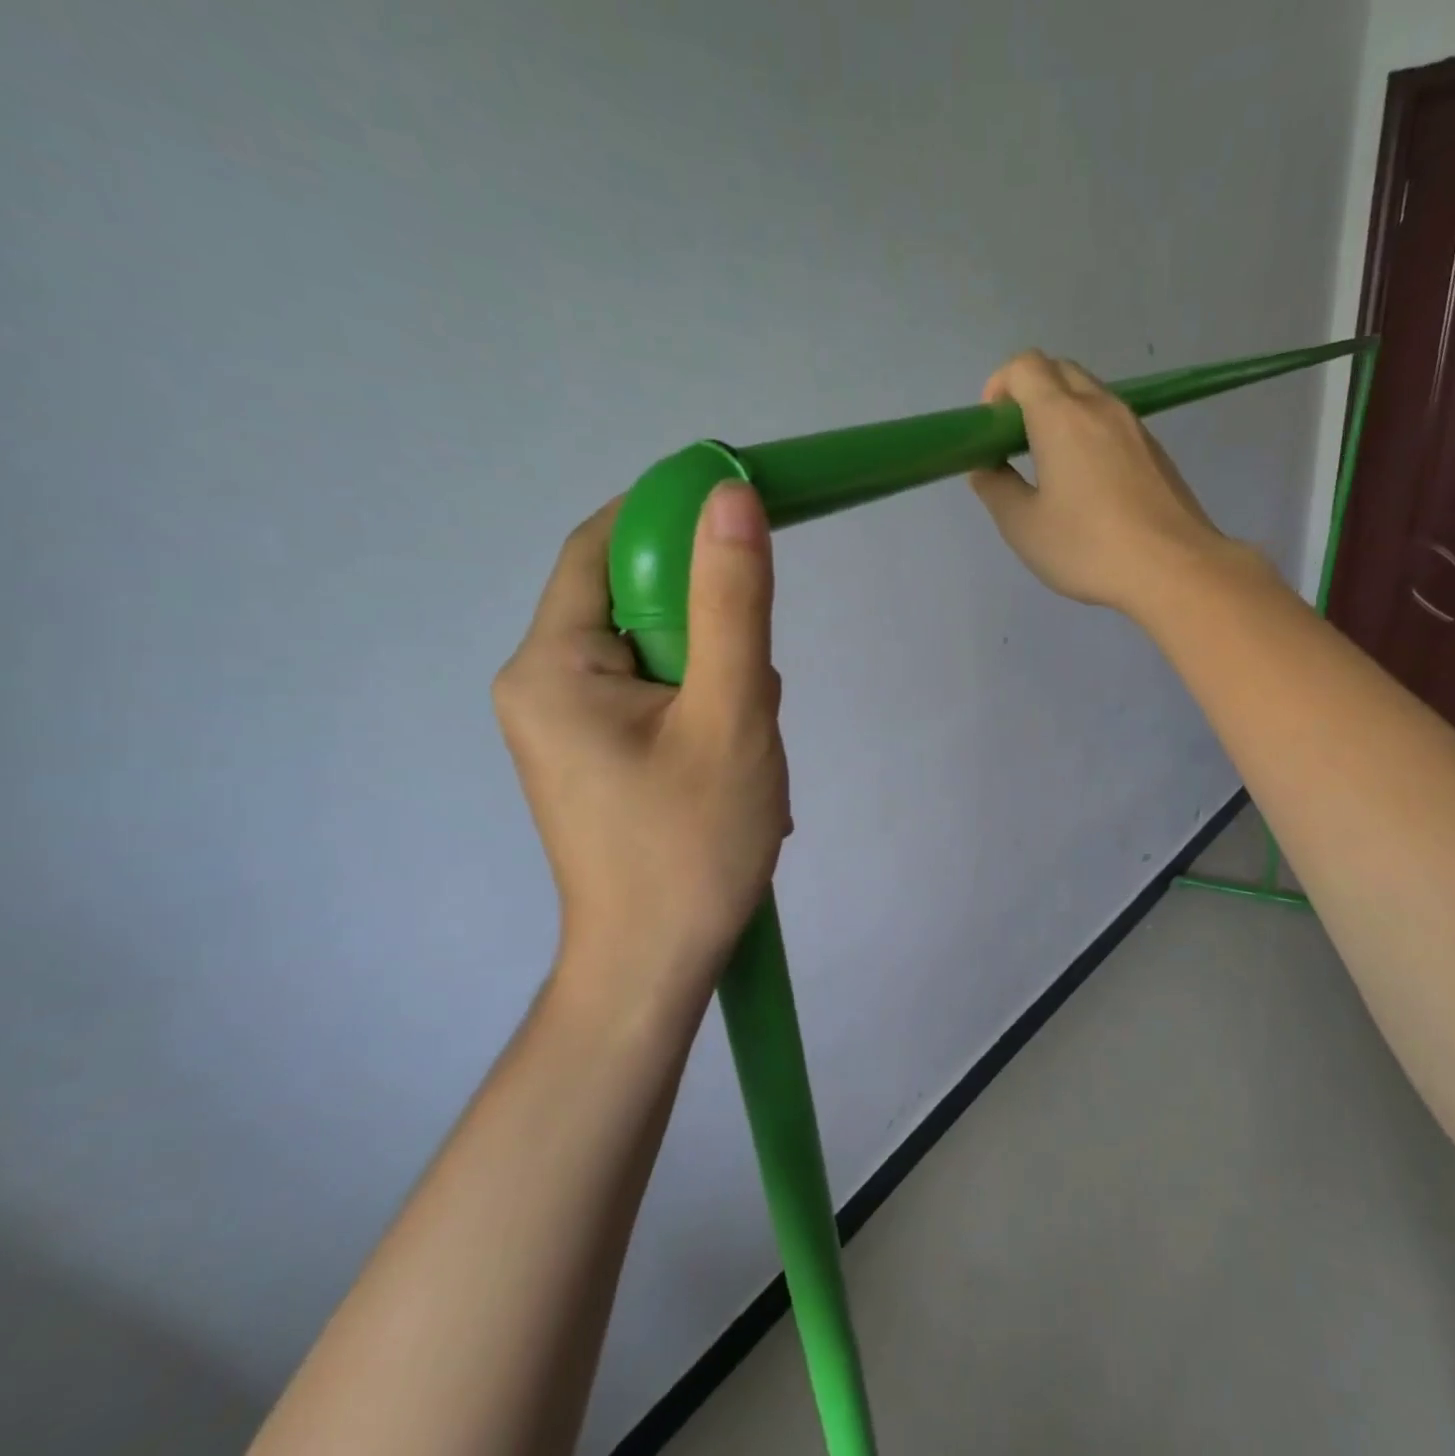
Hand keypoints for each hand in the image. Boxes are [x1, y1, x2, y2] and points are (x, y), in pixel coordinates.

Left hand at [493, 485, 789, 1010]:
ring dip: (722, 687)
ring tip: (746, 757)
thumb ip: (734, 604)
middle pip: (642, 608)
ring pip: (664, 658)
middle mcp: (541, 683)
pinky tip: (731, 771)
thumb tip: (730, 497)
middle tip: (754, 704)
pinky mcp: (596, 756)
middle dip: (716, 639)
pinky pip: (661, 700)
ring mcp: (567, 725)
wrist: (656, 967)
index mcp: (550, 664)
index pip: (604, 547)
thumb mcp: (731, 716)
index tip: (746, 523)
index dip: (673, 520)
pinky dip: (708, 716)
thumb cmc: (692, 847)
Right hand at [969, 350, 1236, 614]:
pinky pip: (1113, 425)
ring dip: (1062, 416)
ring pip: (1090, 397)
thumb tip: (987, 468)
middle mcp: (1101, 407)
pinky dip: (1090, 435)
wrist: (1174, 568)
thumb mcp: (1024, 527)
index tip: (991, 428)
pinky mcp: (1156, 452)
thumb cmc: (1088, 547)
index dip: (999, 386)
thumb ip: (997, 490)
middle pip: (1060, 372)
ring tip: (1052, 468)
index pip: (1025, 366)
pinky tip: (1089, 487)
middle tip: (1016, 444)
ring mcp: (1135, 427)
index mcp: (1061, 416)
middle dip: (1030, 394)